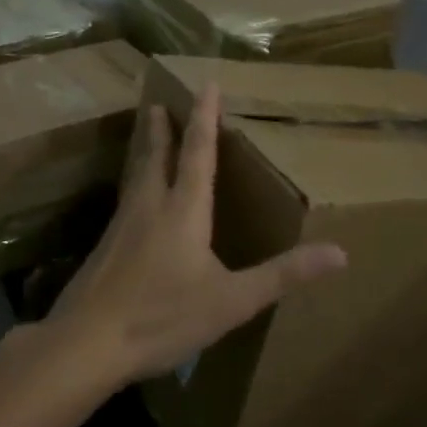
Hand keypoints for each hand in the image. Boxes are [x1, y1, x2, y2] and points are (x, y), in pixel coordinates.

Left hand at [48, 84, 346, 383]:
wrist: (86, 342)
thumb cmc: (163, 317)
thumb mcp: (231, 301)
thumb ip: (282, 275)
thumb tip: (340, 253)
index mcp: (183, 210)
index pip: (198, 152)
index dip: (204, 117)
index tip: (206, 84)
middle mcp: (150, 206)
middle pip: (156, 155)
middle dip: (162, 128)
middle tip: (159, 102)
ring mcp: (121, 225)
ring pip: (136, 175)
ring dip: (144, 150)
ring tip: (146, 135)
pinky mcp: (104, 246)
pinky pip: (125, 199)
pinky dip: (134, 182)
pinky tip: (133, 200)